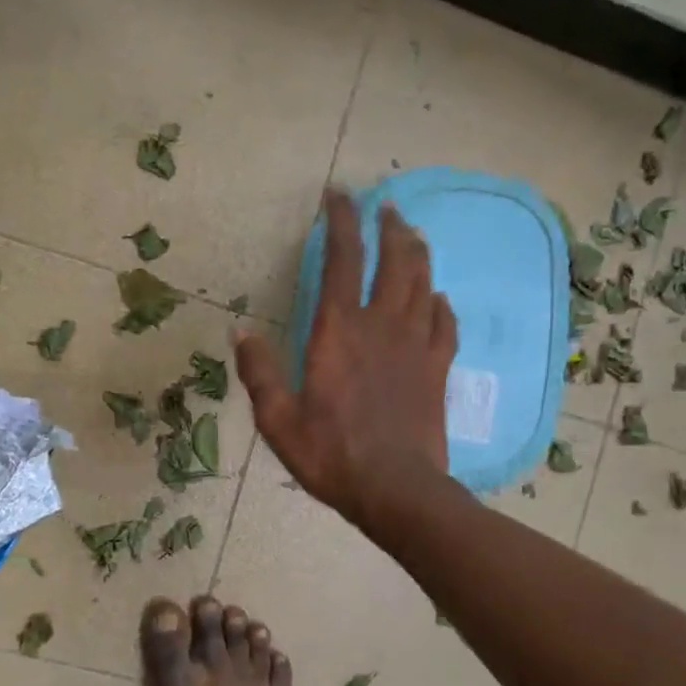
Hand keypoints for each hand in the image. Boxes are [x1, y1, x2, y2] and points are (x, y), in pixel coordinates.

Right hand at [237, 190, 455, 530]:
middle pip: (394, 261)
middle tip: (385, 208)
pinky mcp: (438, 369)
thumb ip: (259, 371)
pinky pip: (446, 324)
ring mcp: (416, 346)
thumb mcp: (278, 419)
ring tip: (412, 235)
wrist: (396, 489)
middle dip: (389, 227)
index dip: (341, 221)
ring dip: (418, 253)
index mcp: (338, 331)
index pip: (341, 259)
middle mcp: (381, 326)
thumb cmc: (331, 454)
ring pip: (423, 284)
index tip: (339, 196)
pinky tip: (438, 298)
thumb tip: (239, 330)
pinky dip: (441, 305)